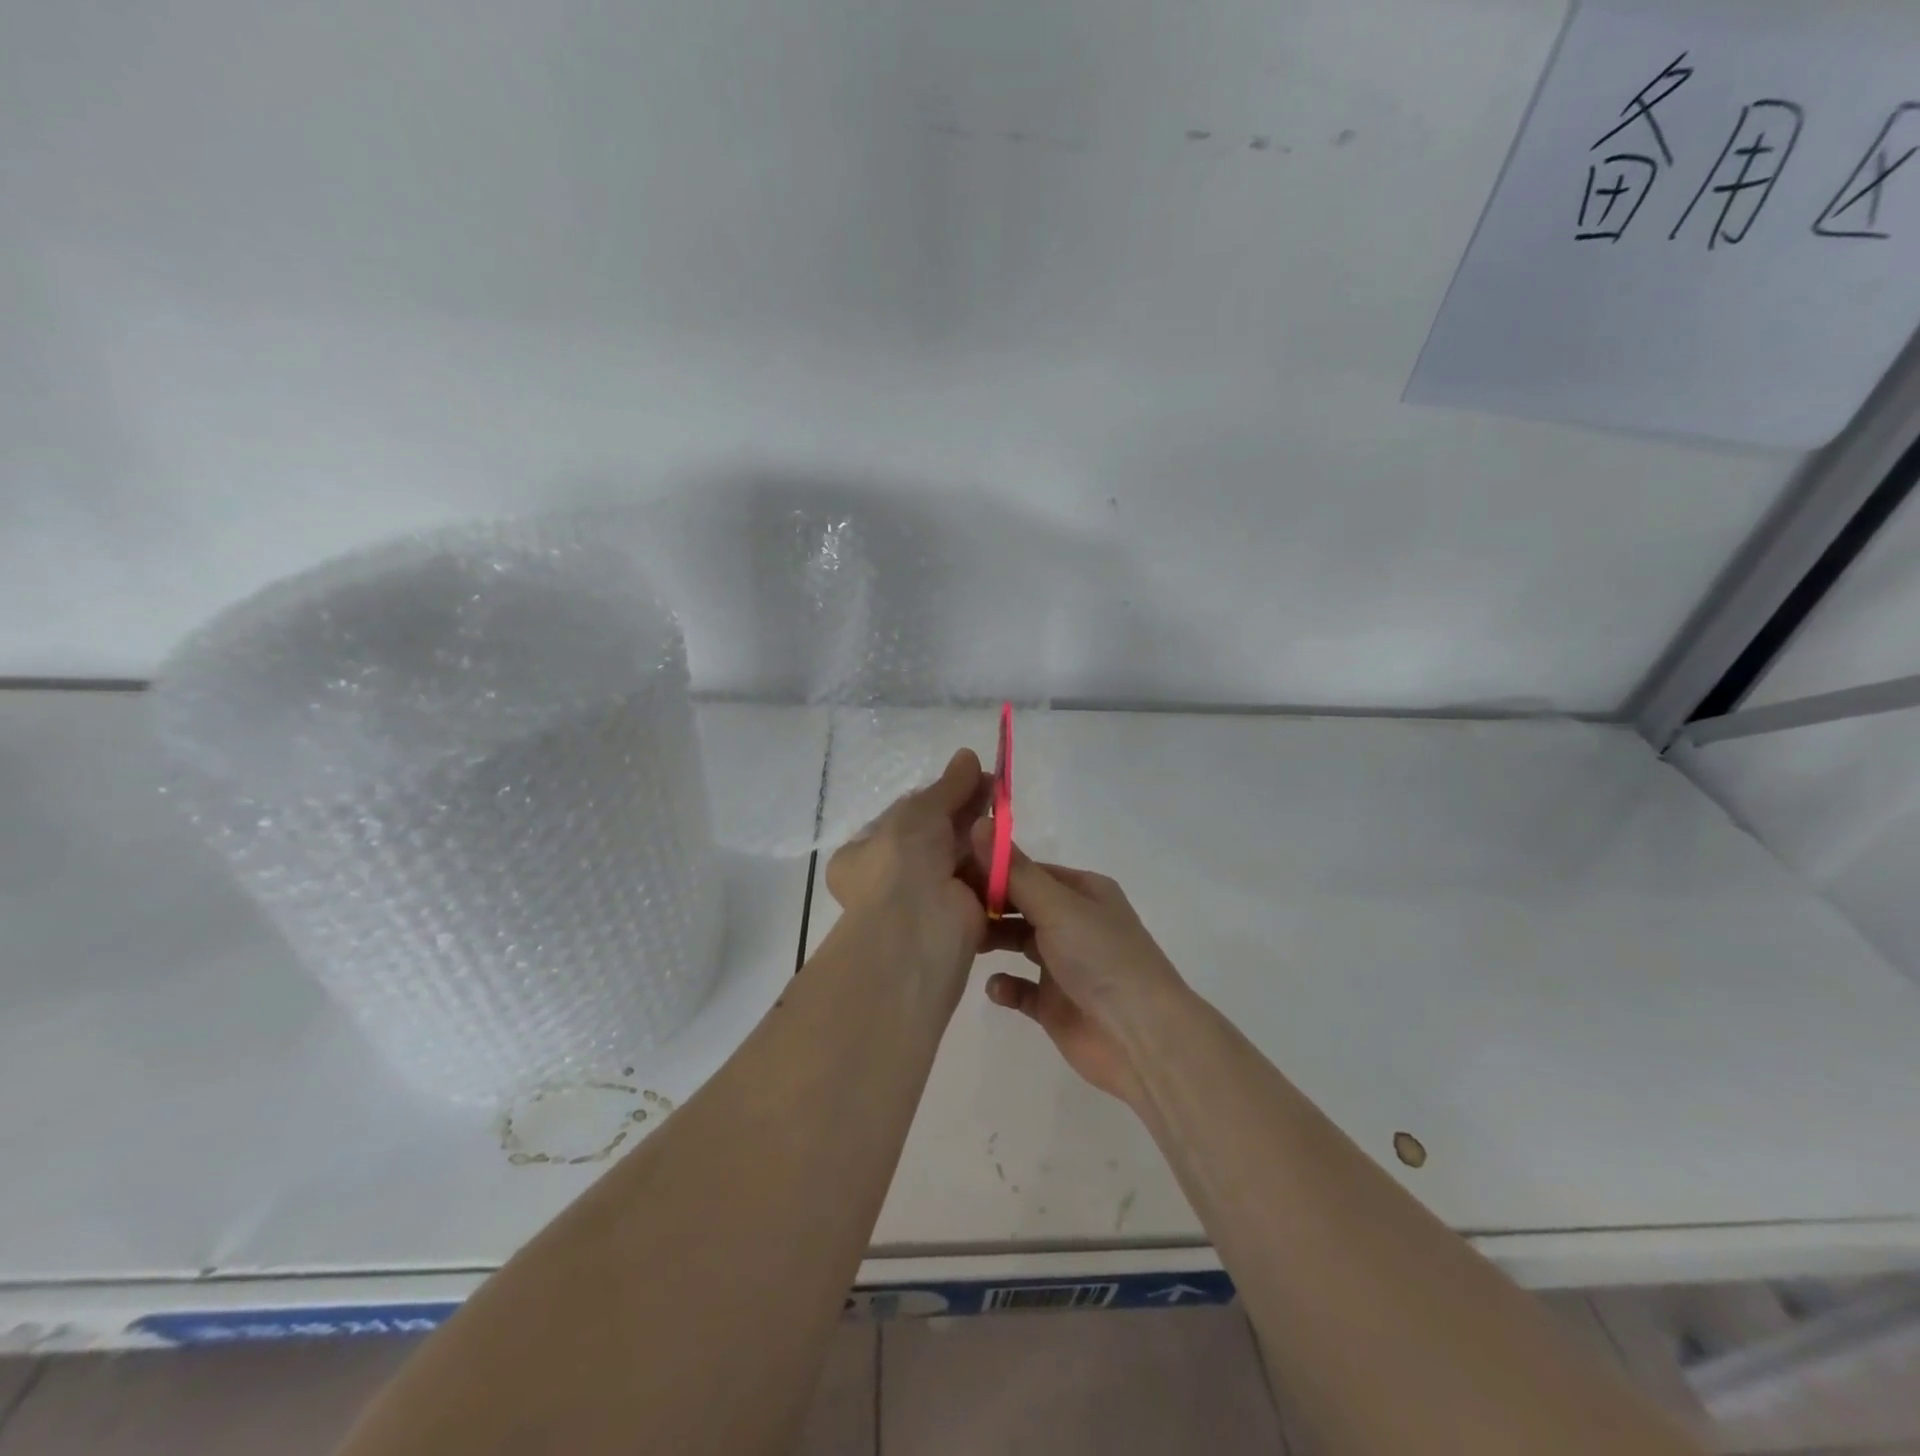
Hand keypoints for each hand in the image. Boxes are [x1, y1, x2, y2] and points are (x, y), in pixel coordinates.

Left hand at [826, 749, 991, 981]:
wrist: (917, 927)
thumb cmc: (902, 861)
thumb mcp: (920, 811)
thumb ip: (947, 785)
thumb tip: (968, 755)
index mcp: (864, 854)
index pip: (904, 818)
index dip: (936, 796)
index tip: (966, 777)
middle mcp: (890, 878)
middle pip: (935, 836)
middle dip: (964, 810)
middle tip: (994, 785)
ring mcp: (925, 900)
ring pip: (958, 858)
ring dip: (980, 833)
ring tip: (1004, 802)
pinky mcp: (959, 917)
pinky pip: (978, 881)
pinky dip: (992, 862)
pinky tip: (1008, 837)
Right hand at [978, 842, 1188, 1106]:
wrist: (1139, 1037)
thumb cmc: (1100, 957)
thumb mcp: (1057, 906)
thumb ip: (1014, 871)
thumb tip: (979, 822)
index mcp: (1082, 892)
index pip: (1029, 871)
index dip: (993, 870)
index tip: (952, 872)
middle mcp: (1074, 923)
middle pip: (1021, 906)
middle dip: (988, 906)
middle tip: (948, 909)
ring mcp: (1064, 965)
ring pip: (1018, 944)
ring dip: (993, 942)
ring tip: (964, 943)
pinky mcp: (1054, 1004)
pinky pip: (1020, 989)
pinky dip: (1005, 986)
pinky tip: (995, 987)